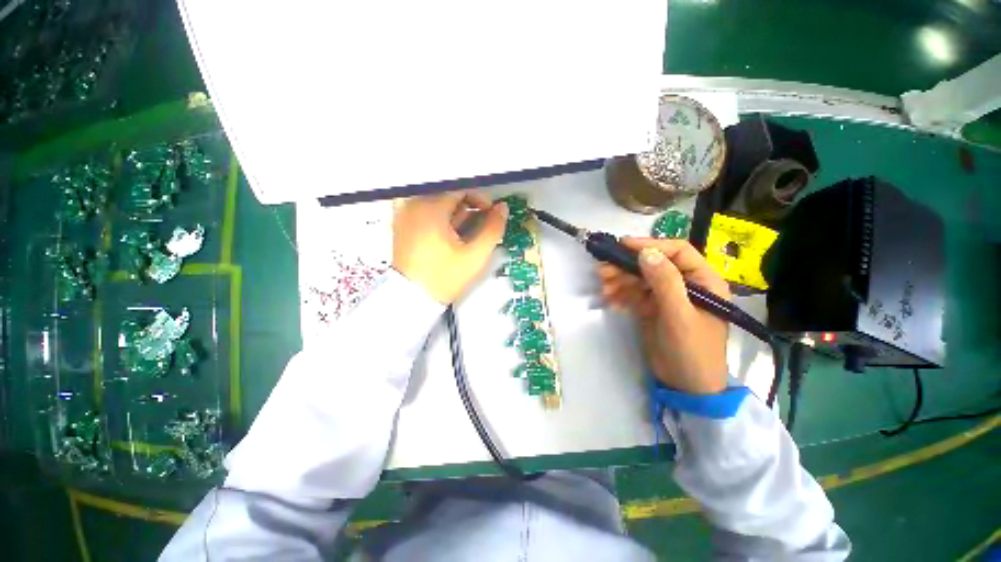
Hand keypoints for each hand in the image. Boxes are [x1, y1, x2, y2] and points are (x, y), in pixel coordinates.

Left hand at [392, 191, 507, 303]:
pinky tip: (446, 235)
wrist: (412, 299)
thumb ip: (493, 229)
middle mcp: (413, 204)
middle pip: (448, 193)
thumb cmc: (444, 277)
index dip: (480, 199)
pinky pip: (425, 209)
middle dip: (467, 208)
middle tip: (476, 229)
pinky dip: (439, 217)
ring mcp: (404, 213)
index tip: (489, 215)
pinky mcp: (401, 222)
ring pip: (437, 201)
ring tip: (461, 236)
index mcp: (430, 208)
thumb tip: (503, 208)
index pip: (460, 187)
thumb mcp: (474, 256)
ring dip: (454, 213)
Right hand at [598, 238, 730, 394]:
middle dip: (627, 266)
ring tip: (603, 286)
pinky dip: (620, 294)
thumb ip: (665, 282)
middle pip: (653, 264)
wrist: (685, 386)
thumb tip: (646, 252)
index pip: (677, 252)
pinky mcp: (651, 308)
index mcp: (703, 281)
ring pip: (639, 279)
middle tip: (603, 270)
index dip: (650, 245)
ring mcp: (666, 297)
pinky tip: (610, 300)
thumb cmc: (692, 351)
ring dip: (620, 280)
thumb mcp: (679, 315)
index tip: (623, 246)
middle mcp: (684, 284)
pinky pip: (633, 294)